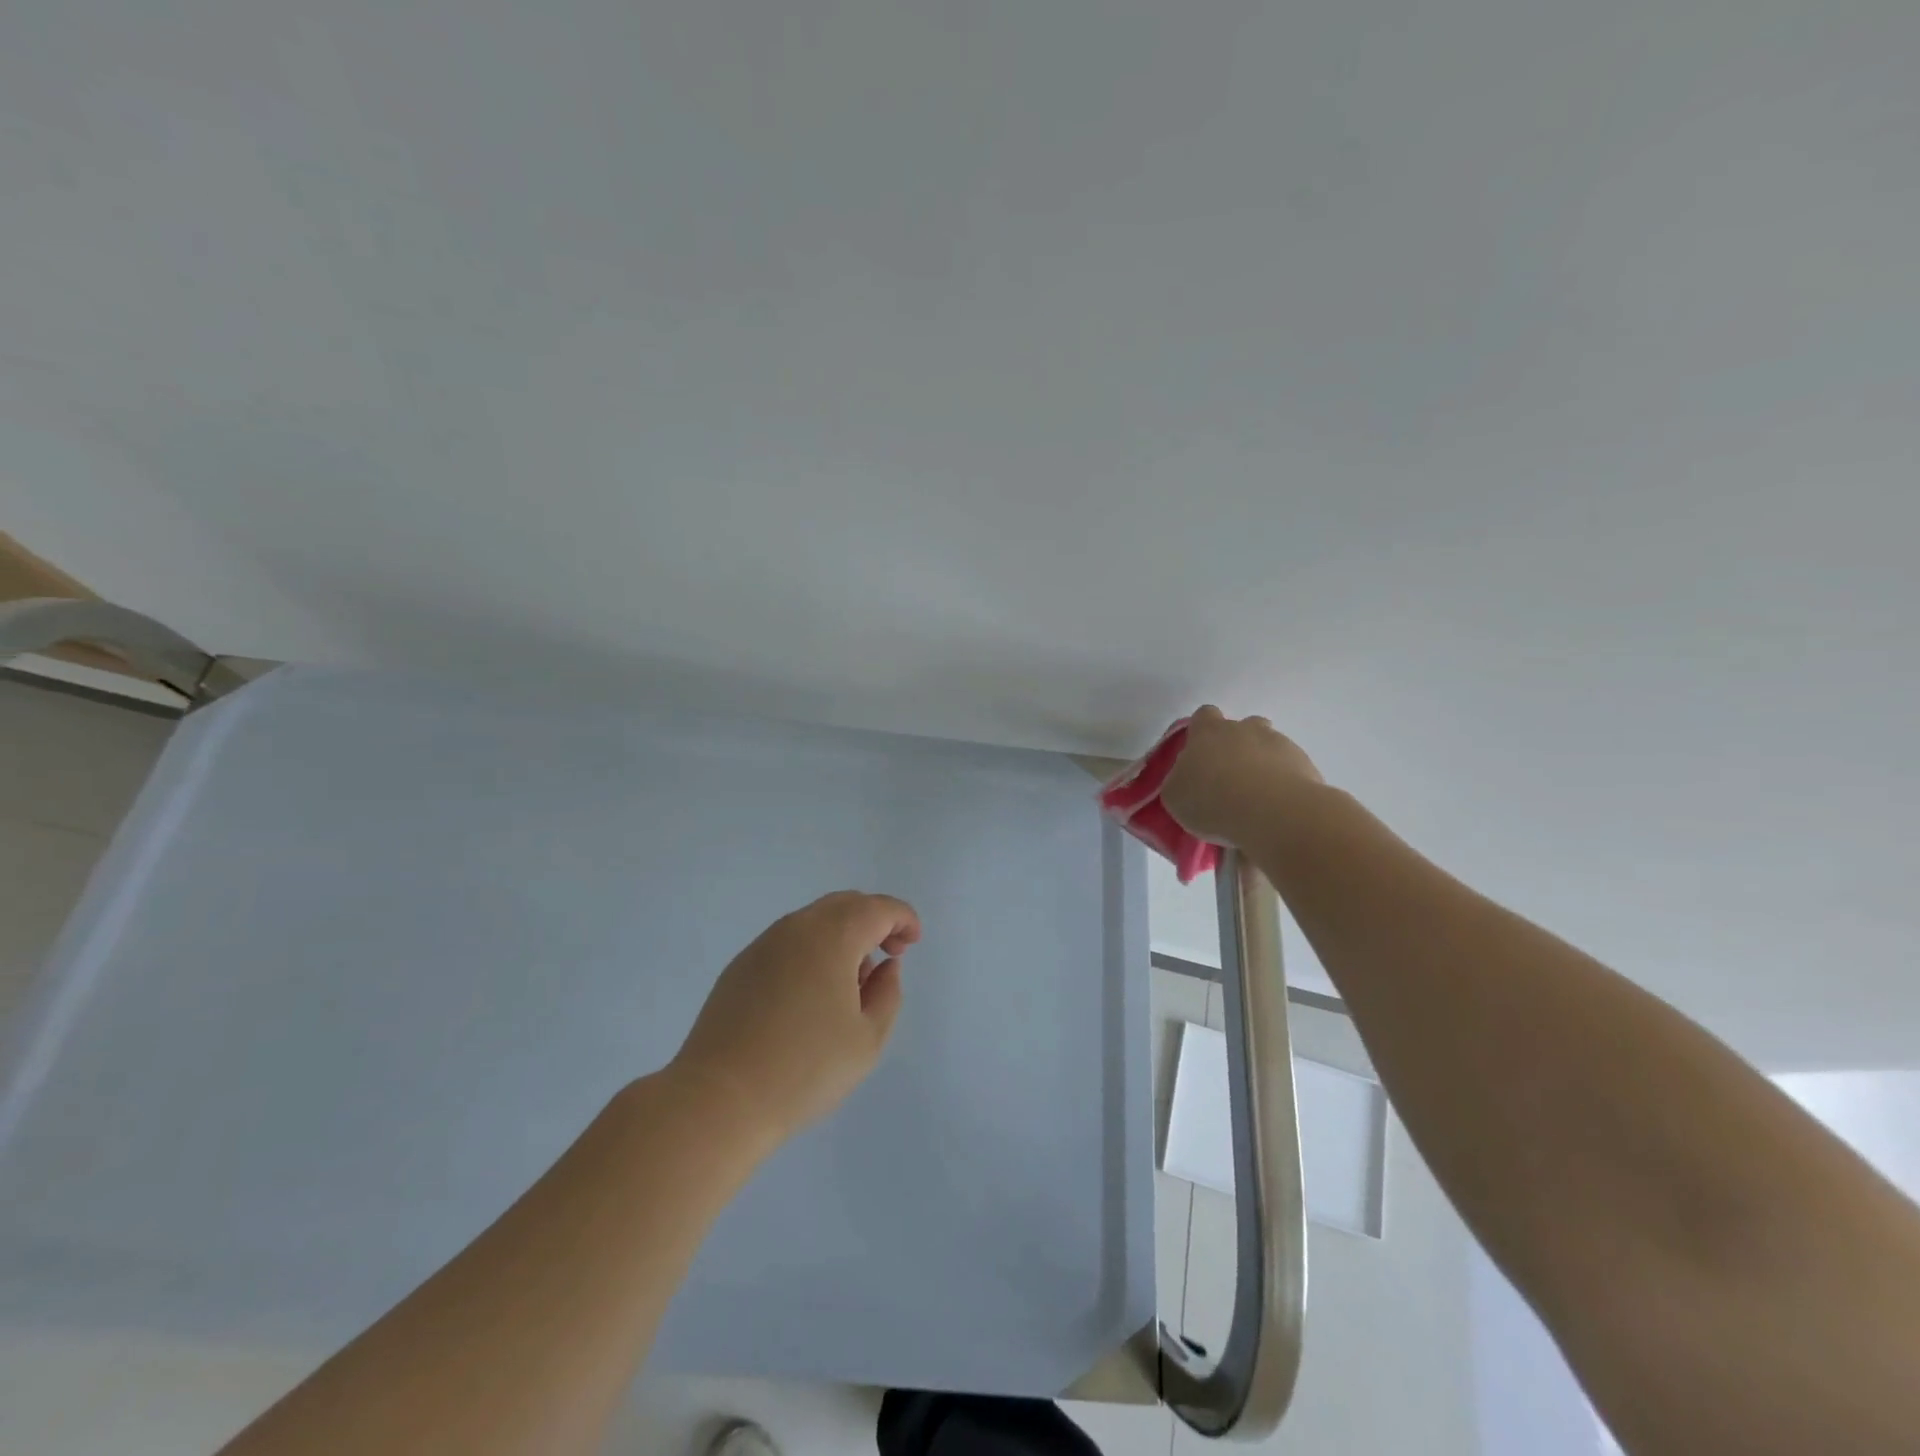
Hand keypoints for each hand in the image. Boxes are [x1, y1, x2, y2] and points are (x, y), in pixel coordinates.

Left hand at [671, 891, 921, 1146]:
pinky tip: (813, 992)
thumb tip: (884, 968)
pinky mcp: (741, 966)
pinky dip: (813, 950)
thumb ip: (887, 994)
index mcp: (832, 937)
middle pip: (845, 904)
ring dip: (843, 936)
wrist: (718, 1099)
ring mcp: (764, 944)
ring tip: (853, 980)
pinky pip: (789, 941)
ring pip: (814, 921)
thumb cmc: (804, 1070)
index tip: (913, 942)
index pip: (877, 908)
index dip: (903, 918)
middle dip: (874, 920)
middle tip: (890, 952)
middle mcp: (797, 928)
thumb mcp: (867, 1040)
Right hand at [1160, 705, 1324, 847]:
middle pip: (1243, 727)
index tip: (1200, 756)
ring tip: (1256, 800)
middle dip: (1238, 747)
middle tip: (1229, 779)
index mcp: (1208, 732)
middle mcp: (1245, 729)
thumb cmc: (1212, 801)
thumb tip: (1188, 778)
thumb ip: (1179, 780)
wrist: (1273, 814)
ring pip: (1270, 748)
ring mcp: (1280, 744)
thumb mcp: (1175, 796)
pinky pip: (1290, 771)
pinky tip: (1276, 811)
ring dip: (1263, 766)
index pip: (1203, 716)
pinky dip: (1283, 786)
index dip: (1201, 733)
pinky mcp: (1306, 766)